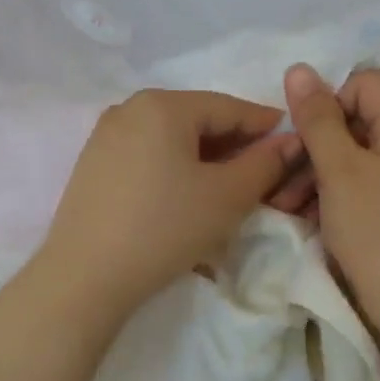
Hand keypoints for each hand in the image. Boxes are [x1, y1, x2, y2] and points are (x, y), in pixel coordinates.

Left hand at [35, 89, 301, 320]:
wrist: (86, 276)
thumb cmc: (165, 228)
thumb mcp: (227, 196)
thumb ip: (265, 163)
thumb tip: (290, 142)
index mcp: (162, 104)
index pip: (228, 107)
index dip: (265, 124)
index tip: (293, 140)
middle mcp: (129, 108)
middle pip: (196, 119)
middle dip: (233, 143)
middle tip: (263, 170)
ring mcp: (105, 136)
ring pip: (170, 139)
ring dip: (203, 157)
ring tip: (227, 186)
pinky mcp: (92, 165)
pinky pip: (146, 155)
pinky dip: (173, 167)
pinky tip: (185, 194)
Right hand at [281, 64, 379, 335]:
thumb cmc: (378, 231)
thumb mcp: (339, 170)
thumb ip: (317, 118)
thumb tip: (299, 68)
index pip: (361, 83)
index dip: (325, 105)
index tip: (299, 140)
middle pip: (353, 119)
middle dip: (312, 146)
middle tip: (279, 177)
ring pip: (351, 154)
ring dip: (313, 174)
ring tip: (282, 205)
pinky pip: (359, 182)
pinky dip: (330, 194)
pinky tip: (302, 217)